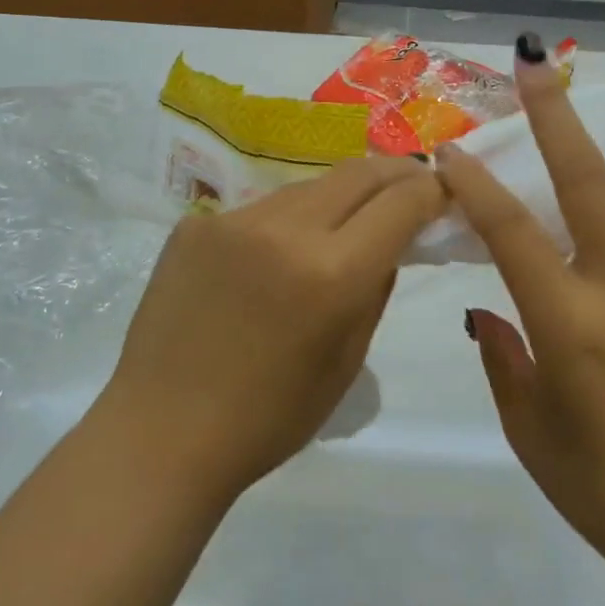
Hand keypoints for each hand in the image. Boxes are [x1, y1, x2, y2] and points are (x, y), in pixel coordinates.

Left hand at [97, 158, 445, 500]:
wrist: (162, 432)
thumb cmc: (268, 418)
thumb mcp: (346, 362)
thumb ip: (375, 290)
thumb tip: (390, 244)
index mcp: (332, 272)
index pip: (400, 202)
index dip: (430, 190)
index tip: (442, 191)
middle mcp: (285, 229)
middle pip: (357, 173)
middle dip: (394, 173)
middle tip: (411, 182)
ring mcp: (233, 220)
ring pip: (307, 187)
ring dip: (337, 196)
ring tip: (344, 220)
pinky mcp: (195, 224)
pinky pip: (258, 210)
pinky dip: (283, 222)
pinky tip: (274, 255)